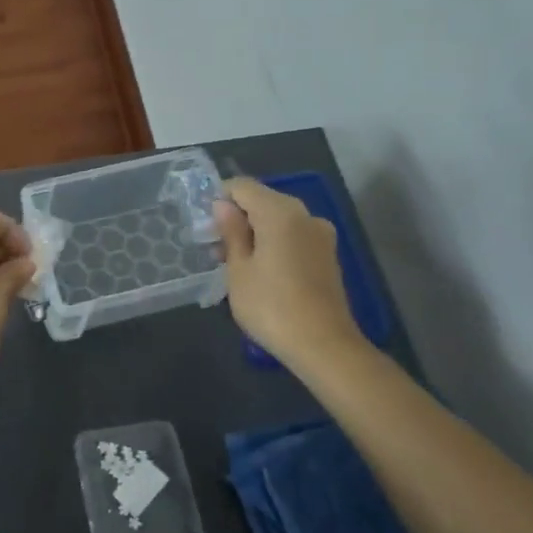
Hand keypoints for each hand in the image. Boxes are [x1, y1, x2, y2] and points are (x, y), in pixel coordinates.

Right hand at [214, 177, 366, 371]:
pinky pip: (293, 237)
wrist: (323, 345)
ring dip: (254, 233)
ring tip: (233, 263)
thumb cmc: (270, 305)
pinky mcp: (327, 255)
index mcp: (280, 212)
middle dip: (237, 218)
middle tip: (214, 247)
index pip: (243, 186)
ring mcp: (320, 235)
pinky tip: (259, 271)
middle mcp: (304, 215)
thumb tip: (223, 205)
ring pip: (278, 221)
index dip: (220, 198)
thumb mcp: (238, 269)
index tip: (205, 225)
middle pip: (263, 201)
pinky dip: (273, 244)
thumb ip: (231, 232)